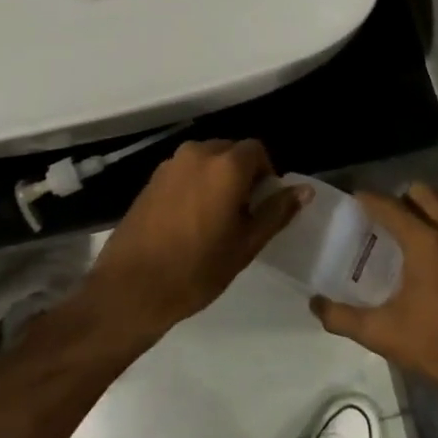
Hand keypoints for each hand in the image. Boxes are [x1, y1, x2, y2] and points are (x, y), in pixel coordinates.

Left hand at [85, 139, 307, 341]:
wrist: (132, 287)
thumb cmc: (197, 268)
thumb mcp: (246, 244)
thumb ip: (276, 211)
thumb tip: (304, 190)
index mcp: (225, 165)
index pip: (257, 150)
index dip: (267, 173)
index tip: (264, 203)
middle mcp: (197, 154)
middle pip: (231, 151)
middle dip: (242, 174)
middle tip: (243, 212)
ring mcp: (170, 165)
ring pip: (206, 160)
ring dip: (218, 178)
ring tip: (216, 217)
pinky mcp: (152, 179)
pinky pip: (185, 171)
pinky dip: (195, 184)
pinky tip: (191, 219)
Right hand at [309, 183, 437, 412]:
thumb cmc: (433, 343)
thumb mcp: (380, 333)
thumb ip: (341, 317)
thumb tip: (314, 303)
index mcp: (425, 242)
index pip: (391, 206)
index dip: (371, 200)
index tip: (357, 199)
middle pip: (426, 195)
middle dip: (404, 199)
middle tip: (388, 218)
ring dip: (431, 210)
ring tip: (415, 229)